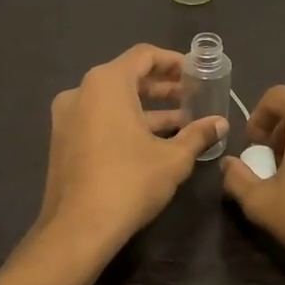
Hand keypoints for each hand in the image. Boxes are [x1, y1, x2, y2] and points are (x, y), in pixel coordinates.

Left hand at [36, 44, 227, 257]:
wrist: (78, 228)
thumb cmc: (129, 182)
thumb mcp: (173, 158)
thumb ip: (198, 134)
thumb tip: (220, 124)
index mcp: (106, 83)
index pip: (144, 56)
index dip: (174, 62)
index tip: (197, 73)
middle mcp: (81, 92)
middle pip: (127, 77)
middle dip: (162, 87)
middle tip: (193, 97)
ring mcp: (67, 117)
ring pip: (113, 101)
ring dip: (147, 109)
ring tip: (181, 122)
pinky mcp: (64, 141)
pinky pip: (100, 120)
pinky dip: (126, 123)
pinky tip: (154, 142)